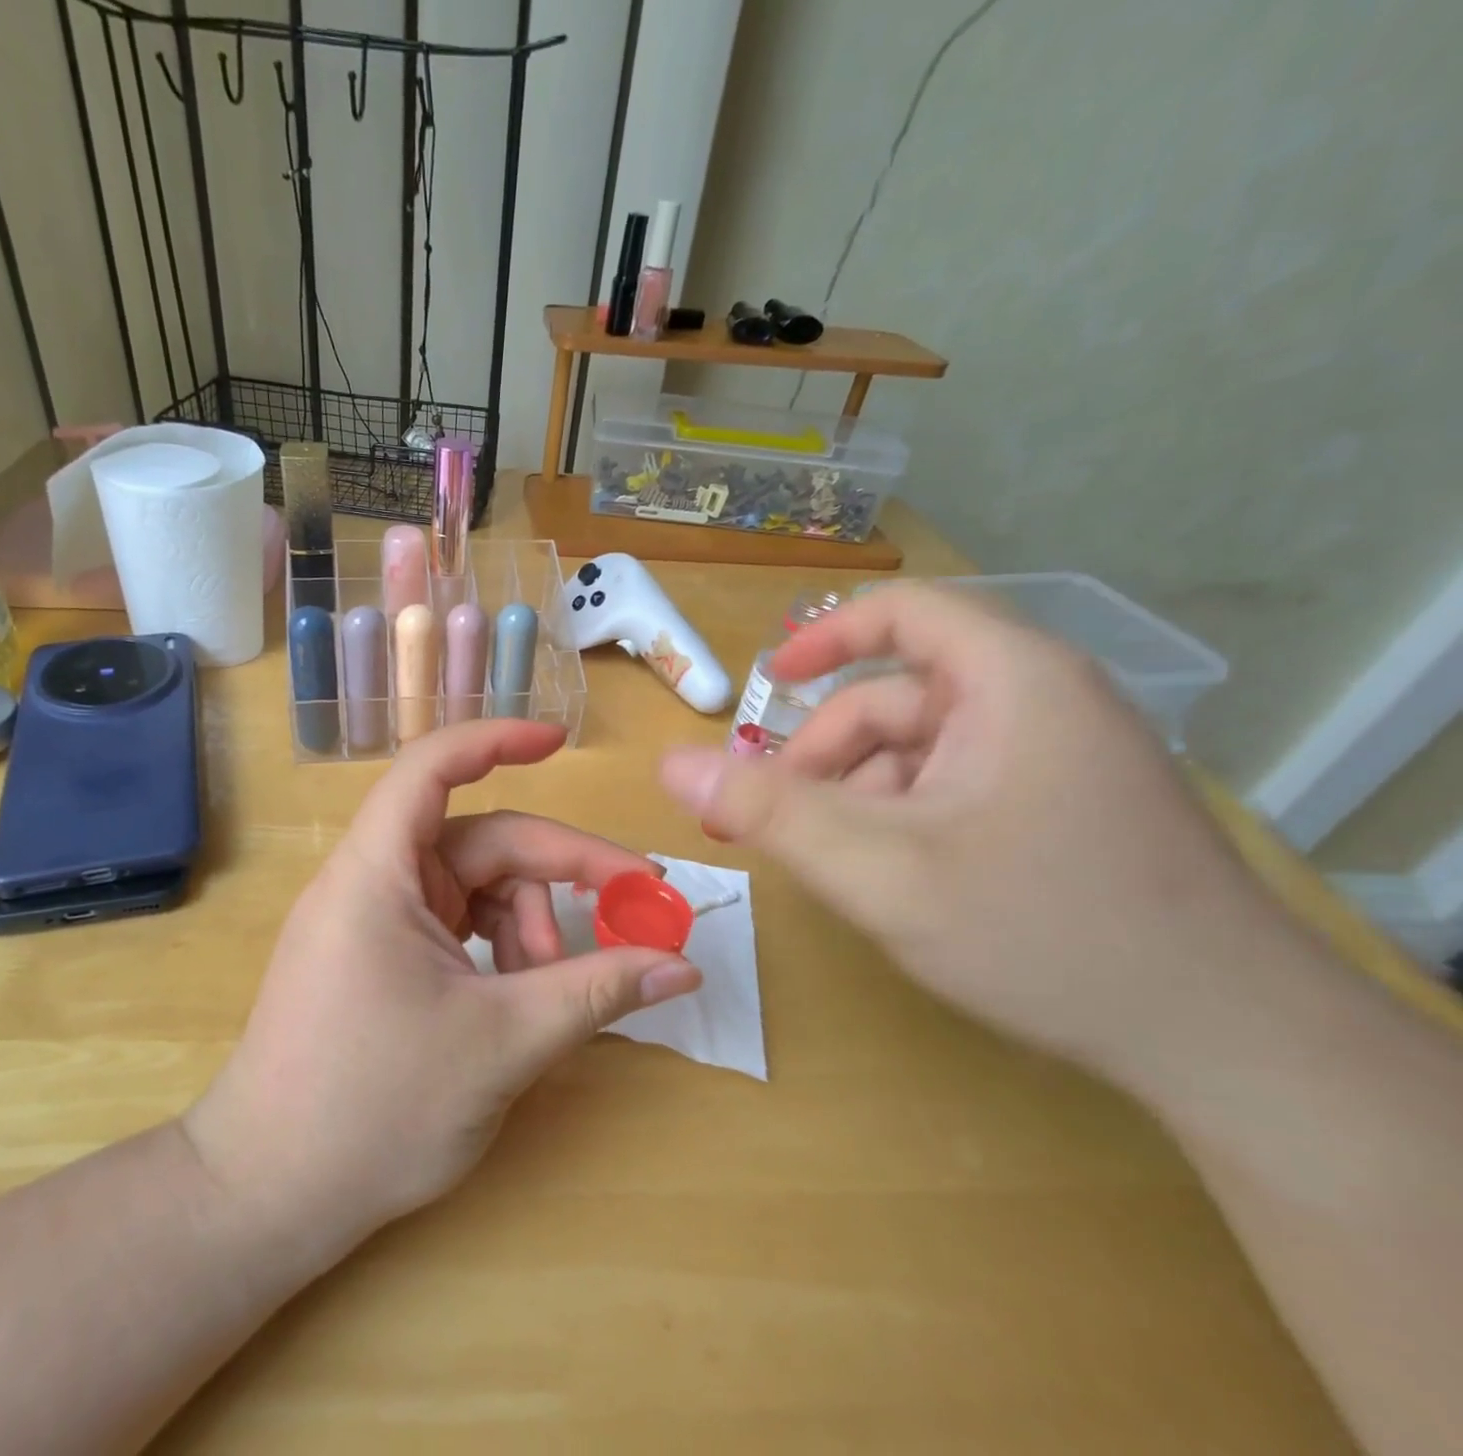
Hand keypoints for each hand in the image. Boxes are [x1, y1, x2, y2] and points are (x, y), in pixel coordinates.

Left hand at [186, 720, 701, 1258]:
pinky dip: (500, 950)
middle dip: (559, 873)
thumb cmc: (374, 1110)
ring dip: (530, 926)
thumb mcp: (502, 1043)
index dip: (497, 740)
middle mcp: (373, 880)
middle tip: (636, 910)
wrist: (268, 1197)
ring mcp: (375, 919)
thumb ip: (597, 992)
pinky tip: (524, 997)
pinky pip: (457, 926)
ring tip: (557, 990)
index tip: (561, 741)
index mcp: (379, 871)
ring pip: (476, 889)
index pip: (433, 767)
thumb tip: (683, 967)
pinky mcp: (382, 956)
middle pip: (483, 842)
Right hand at [658, 583, 1293, 1083]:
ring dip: (861, 796)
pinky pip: (957, 787)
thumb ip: (767, 812)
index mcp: (1010, 682)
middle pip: (899, 699)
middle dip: (826, 756)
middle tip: (772, 822)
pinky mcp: (1067, 807)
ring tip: (833, 866)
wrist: (1231, 1045)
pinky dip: (906, 818)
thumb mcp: (880, 870)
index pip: (903, 614)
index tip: (768, 685)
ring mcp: (1061, 758)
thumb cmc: (1044, 932)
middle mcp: (1042, 702)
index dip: (824, 638)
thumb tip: (670, 766)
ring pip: (922, 753)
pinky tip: (895, 879)